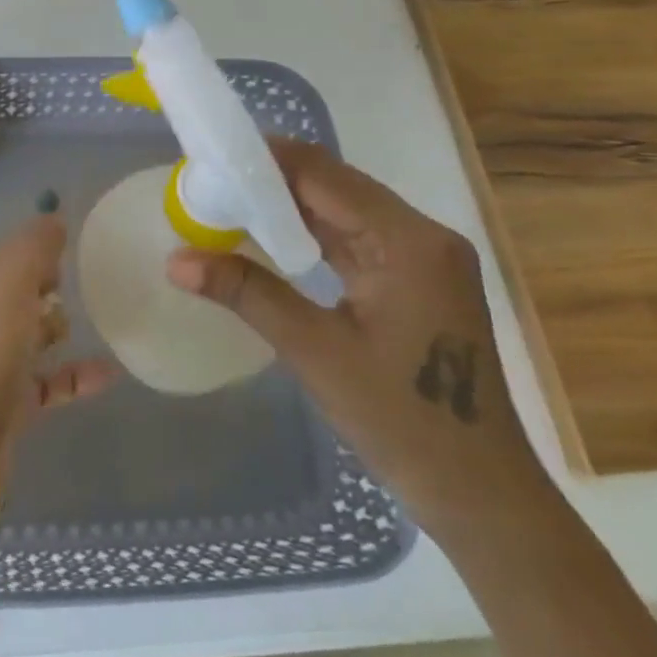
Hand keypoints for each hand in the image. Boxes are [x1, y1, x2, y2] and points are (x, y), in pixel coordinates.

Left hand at [0, 214, 116, 454]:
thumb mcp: (11, 278)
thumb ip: (34, 245)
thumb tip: (54, 217)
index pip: (7, 254)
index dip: (35, 244)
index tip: (71, 240)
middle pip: (18, 293)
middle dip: (45, 282)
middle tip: (84, 276)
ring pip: (31, 335)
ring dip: (57, 326)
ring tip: (97, 318)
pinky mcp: (13, 403)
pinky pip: (52, 381)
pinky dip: (77, 375)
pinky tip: (111, 373)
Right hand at [167, 139, 550, 540]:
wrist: (482, 498)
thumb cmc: (403, 422)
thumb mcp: (315, 351)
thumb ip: (246, 293)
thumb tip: (174, 260)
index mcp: (409, 242)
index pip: (324, 175)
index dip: (266, 161)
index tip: (212, 159)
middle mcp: (424, 236)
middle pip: (337, 186)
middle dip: (274, 181)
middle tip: (213, 183)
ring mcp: (427, 258)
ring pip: (346, 210)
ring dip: (291, 206)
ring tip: (230, 203)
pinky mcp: (421, 281)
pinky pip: (358, 238)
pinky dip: (314, 233)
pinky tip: (273, 237)